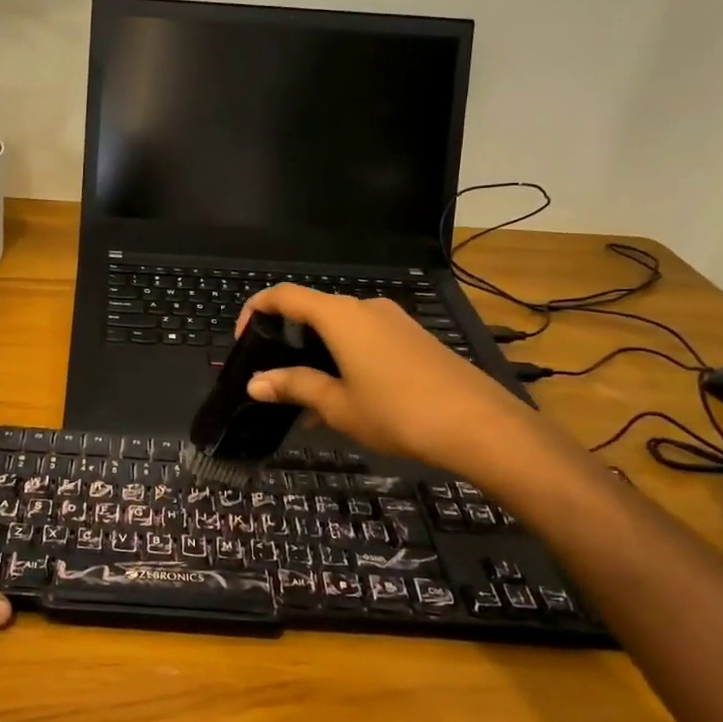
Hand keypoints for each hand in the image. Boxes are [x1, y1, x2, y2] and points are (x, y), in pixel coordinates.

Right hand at [235, 285, 558, 483]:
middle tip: (274, 378)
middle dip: (287, 340)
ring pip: (340, 329)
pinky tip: (345, 400)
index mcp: (340, 316)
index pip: (284, 295)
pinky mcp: (414, 338)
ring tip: (307, 399)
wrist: (480, 425)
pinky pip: (365, 340)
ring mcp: (393, 321)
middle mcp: (365, 307)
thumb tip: (255, 383)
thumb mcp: (337, 405)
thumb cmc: (397, 412)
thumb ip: (294, 387)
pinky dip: (344, 360)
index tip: (242, 341)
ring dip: (317, 355)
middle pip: (312, 311)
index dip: (255, 311)